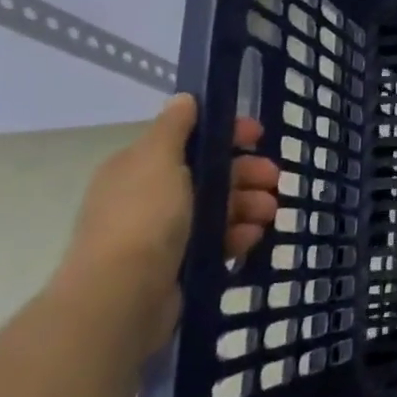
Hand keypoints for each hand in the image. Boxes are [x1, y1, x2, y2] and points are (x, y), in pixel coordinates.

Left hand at [56, 95, 277, 352]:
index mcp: (140, 167)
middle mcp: (150, 196)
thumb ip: (174, 127)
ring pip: (219, 208)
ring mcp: (163, 233)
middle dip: (247, 174)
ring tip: (269, 214)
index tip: (259, 136)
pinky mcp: (179, 264)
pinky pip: (217, 241)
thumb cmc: (143, 217)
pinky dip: (237, 236)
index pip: (190, 139)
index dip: (227, 134)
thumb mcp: (159, 159)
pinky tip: (251, 239)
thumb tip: (184, 99)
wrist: (122, 297)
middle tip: (275, 180)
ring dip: (249, 205)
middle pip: (210, 175)